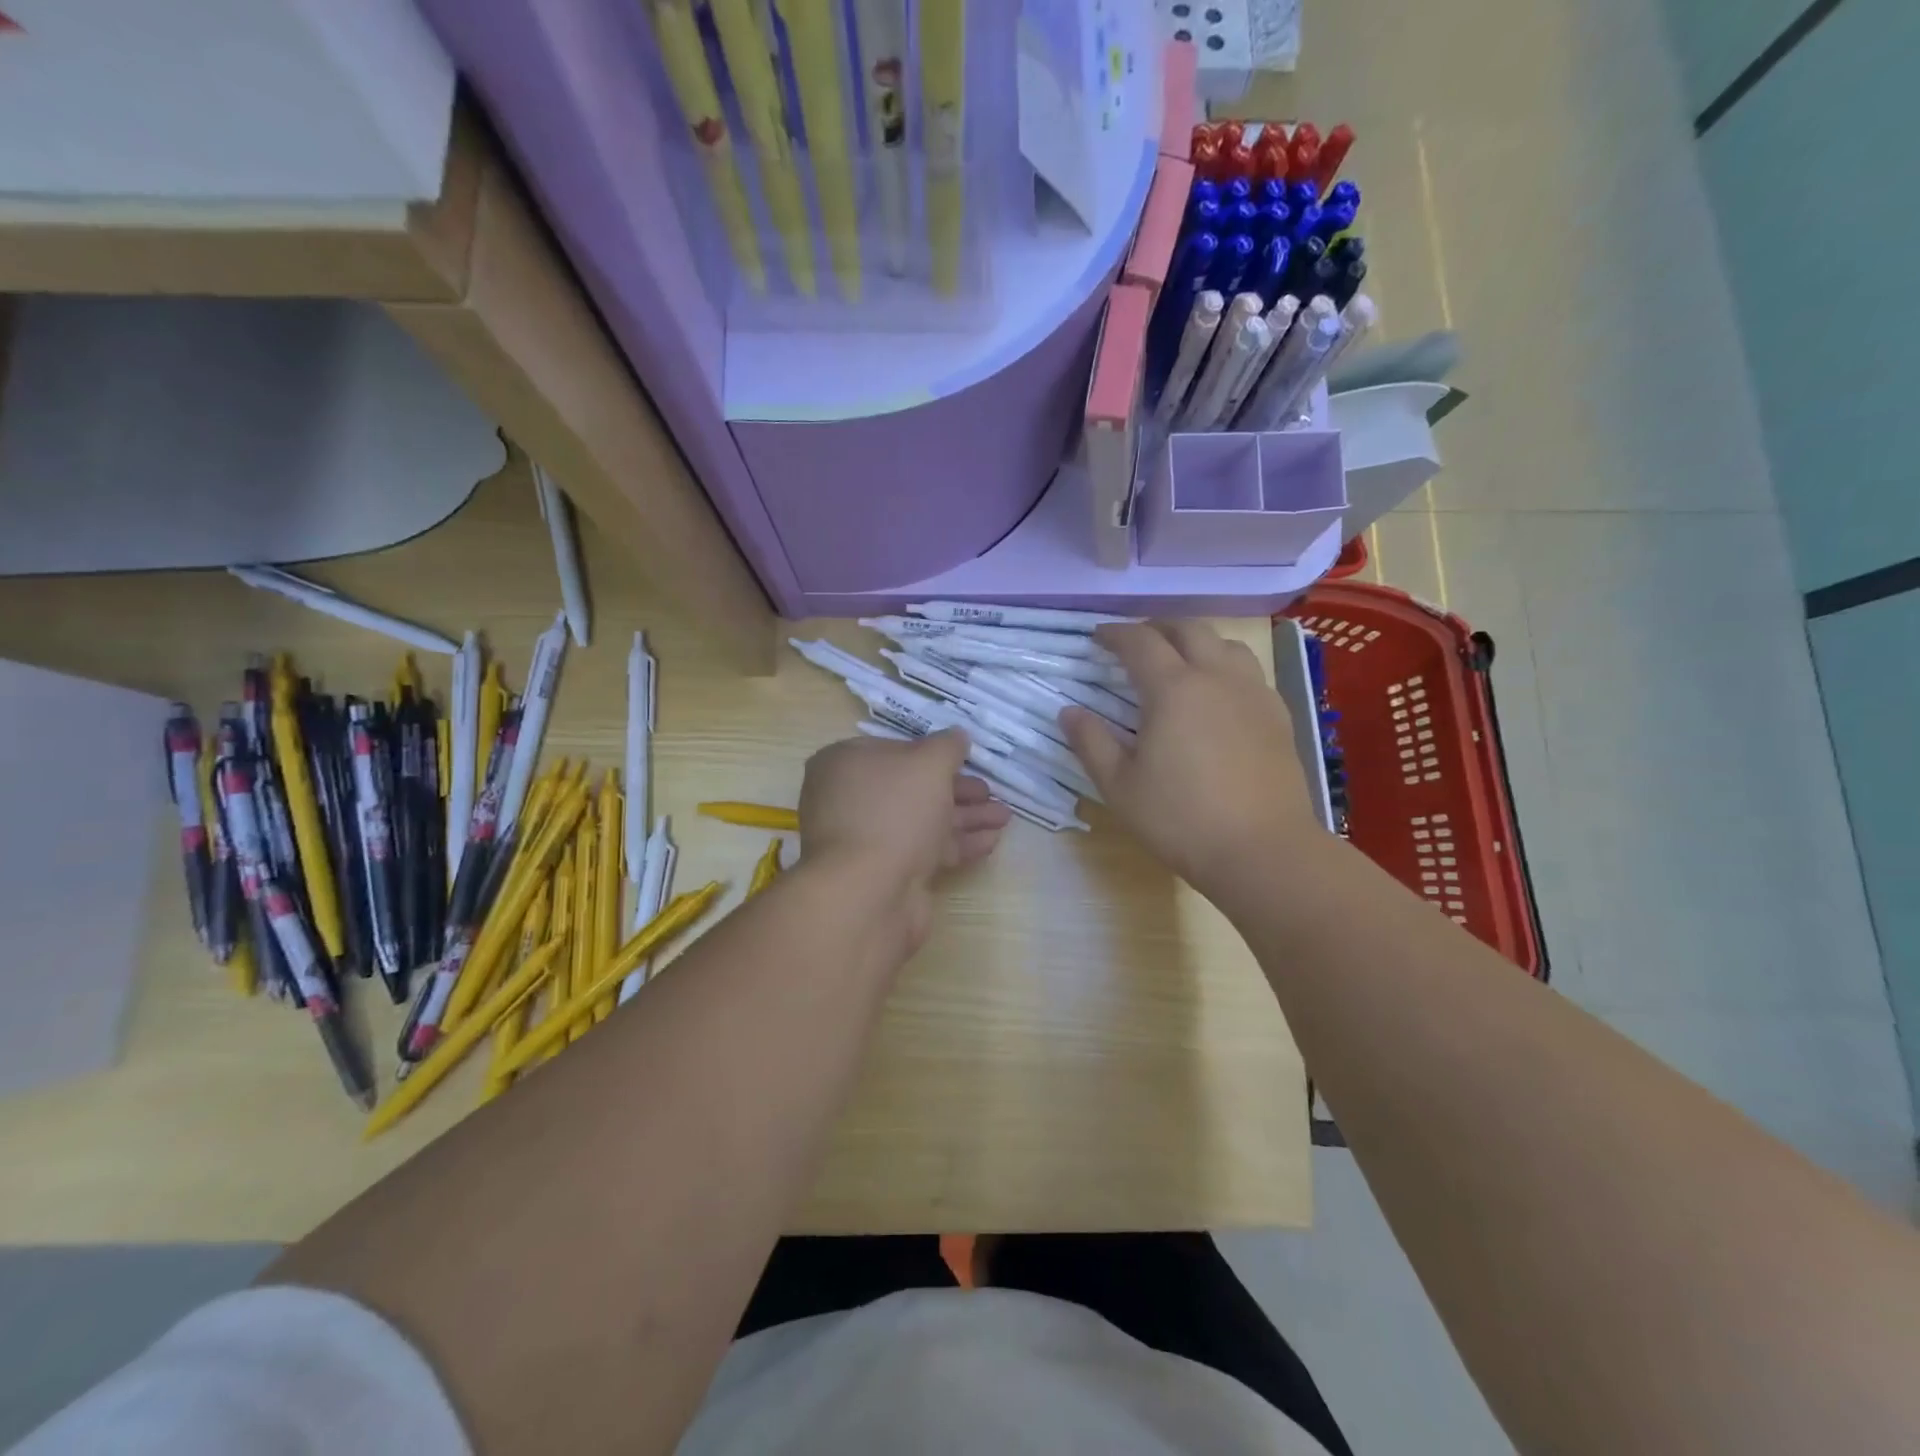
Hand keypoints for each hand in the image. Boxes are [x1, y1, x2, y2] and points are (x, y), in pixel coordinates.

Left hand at [798, 730, 1011, 953]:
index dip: (932, 754)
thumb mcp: (929, 764)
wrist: (869, 892)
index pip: (894, 750)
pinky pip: (924, 850)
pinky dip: (957, 844)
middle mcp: (850, 799)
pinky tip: (991, 841)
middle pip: (911, 788)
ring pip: (922, 820)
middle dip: (956, 790)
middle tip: (990, 792)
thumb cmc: (894, 810)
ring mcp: (866, 839)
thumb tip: (957, 736)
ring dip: (965, 817)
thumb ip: (947, 746)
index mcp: (845, 763)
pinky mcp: (885, 872)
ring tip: (1004, 817)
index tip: (965, 759)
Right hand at [1063, 622, 1318, 899]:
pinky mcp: (1278, 715)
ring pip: (1225, 644)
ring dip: (1196, 642)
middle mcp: (1216, 677)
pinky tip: (1218, 695)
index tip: (1097, 638)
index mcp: (1173, 689)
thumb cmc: (1180, 819)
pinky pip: (1249, 672)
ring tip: (1179, 661)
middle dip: (1156, 628)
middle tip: (1135, 643)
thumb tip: (1069, 712)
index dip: (1114, 634)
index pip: (1139, 642)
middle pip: (1187, 629)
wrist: (1262, 850)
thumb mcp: (1119, 786)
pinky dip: (1225, 667)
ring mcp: (1253, 693)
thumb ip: (1091, 743)